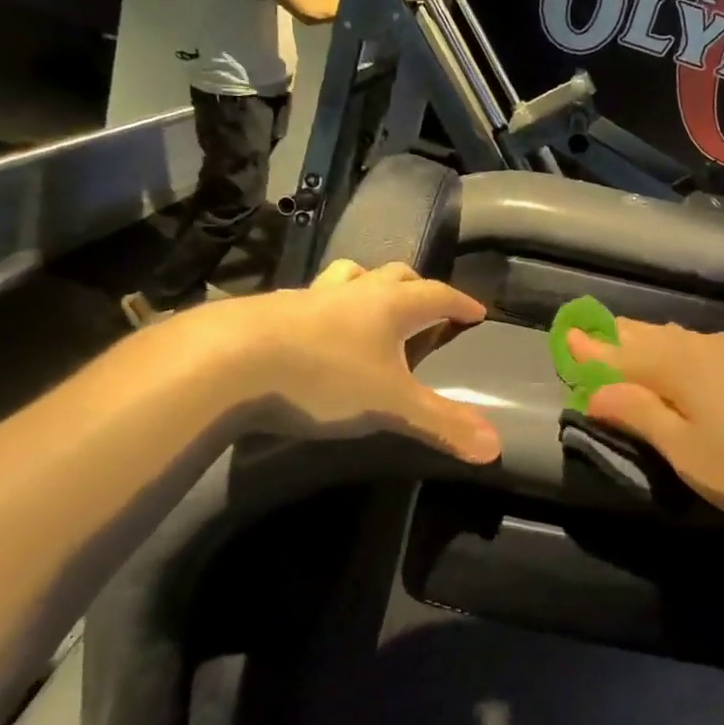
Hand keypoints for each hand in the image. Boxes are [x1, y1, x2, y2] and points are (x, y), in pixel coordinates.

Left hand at [174, 261, 499, 463]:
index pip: (436, 295)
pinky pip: (309, 298)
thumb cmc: (323, 376)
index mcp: (388, 306)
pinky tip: (314, 331)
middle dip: (417, 287)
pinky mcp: (271, 312)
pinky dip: (325, 307)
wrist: (228, 361)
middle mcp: (352, 292)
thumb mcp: (390, 405)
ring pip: (348, 276)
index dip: (459, 303)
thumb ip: (442, 423)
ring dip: (368, 284)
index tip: (476, 311)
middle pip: (394, 275)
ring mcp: (308, 297)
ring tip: (370, 303)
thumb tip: (496, 448)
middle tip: (427, 306)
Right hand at [568, 321, 723, 530]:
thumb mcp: (690, 454)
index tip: (565, 336)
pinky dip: (682, 351)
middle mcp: (707, 345)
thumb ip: (641, 416)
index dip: (591, 348)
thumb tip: (596, 390)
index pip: (621, 351)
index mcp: (681, 366)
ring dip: (650, 343)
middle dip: (617, 338)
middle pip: (650, 336)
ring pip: (681, 340)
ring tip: (630, 344)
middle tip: (591, 335)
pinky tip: (688, 362)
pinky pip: (707, 347)